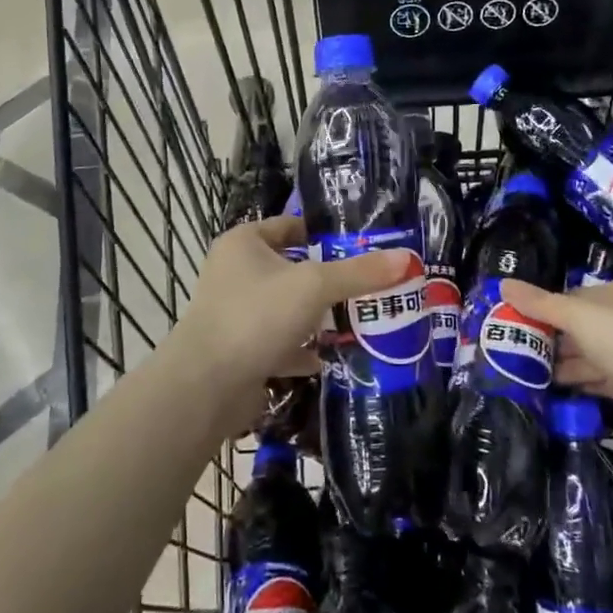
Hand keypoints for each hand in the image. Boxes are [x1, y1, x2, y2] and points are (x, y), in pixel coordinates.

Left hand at [168, 216, 409, 432]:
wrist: (206, 386)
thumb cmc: (257, 316)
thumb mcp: (314, 286)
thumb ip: (359, 273)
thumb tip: (406, 257)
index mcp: (244, 243)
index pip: (290, 226)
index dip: (324, 234)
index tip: (361, 246)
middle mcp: (234, 272)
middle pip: (291, 268)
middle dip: (327, 280)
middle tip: (368, 286)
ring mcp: (234, 313)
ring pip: (285, 308)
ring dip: (315, 316)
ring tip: (356, 321)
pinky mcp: (238, 349)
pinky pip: (277, 342)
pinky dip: (300, 349)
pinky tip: (327, 358)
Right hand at [500, 276, 612, 426]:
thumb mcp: (576, 315)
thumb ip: (539, 303)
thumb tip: (502, 284)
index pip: (576, 296)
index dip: (547, 306)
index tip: (519, 318)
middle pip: (580, 326)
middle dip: (551, 336)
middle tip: (515, 345)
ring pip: (587, 354)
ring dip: (559, 361)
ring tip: (524, 367)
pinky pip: (595, 378)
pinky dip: (575, 380)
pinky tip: (548, 385)